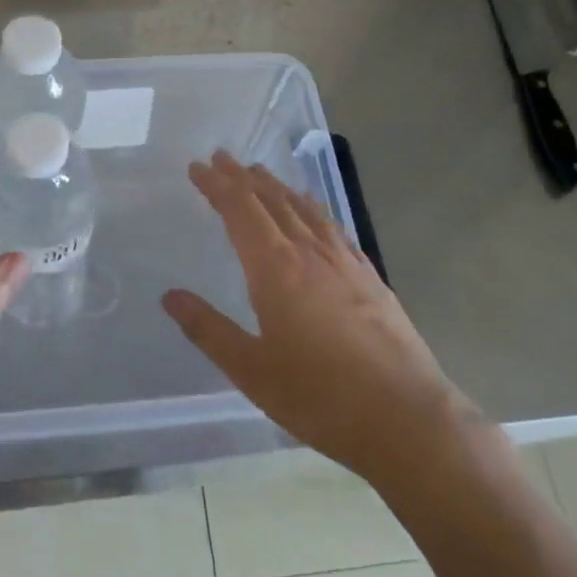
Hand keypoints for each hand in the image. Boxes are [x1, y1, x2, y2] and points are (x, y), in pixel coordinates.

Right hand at [163, 153, 470, 486]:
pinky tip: (313, 212)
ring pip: (304, 208)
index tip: (198, 167)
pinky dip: (313, 209)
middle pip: (271, 200)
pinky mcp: (370, 277)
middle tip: (222, 158)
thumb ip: (208, 330)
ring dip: (277, 187)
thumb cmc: (320, 396)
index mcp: (276, 268)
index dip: (217, 185)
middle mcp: (310, 252)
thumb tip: (170, 296)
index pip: (240, 210)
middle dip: (243, 177)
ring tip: (260, 174)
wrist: (406, 417)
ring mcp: (344, 262)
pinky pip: (332, 227)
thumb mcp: (251, 370)